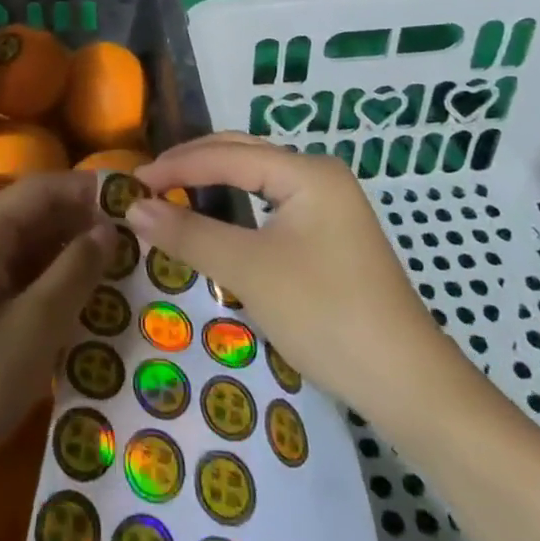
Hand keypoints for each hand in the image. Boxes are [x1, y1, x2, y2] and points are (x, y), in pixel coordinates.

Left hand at [0, 170, 114, 491]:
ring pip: (26, 243)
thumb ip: (75, 271)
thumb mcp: (35, 328)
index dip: (87, 189)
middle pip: (33, 211)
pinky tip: (82, 298)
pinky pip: (15, 272)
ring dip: (68, 250)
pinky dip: (49, 277)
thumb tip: (107, 229)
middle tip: (136, 239)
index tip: (134, 202)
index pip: (41, 188)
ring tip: (120, 266)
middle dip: (82, 220)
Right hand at [131, 134, 464, 426]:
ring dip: (212, 184)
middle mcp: (319, 175)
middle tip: (146, 185)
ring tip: (170, 195)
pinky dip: (235, 208)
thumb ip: (188, 233)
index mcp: (307, 171)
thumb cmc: (325, 315)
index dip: (175, 167)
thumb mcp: (248, 271)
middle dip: (191, 166)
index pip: (226, 155)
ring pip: (256, 179)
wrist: (408, 385)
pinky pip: (270, 204)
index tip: (131, 183)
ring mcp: (329, 205)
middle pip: (242, 155)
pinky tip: (215, 220)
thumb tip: (131, 207)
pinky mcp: (330, 235)